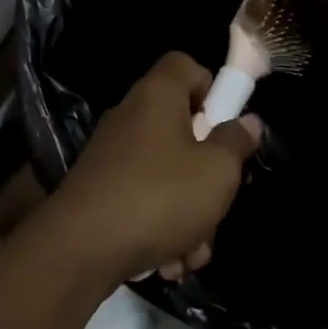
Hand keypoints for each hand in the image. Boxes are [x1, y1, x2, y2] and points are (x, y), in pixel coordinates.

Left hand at [49, 53, 262, 289]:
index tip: (226, 125)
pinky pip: (143, 200)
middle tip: (219, 201)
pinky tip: (168, 263)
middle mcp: (131, 117)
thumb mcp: (217, 171)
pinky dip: (159, 228)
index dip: (211, 88)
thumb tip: (247, 122)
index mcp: (158, 96)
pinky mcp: (99, 191)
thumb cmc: (160, 197)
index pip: (185, 65)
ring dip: (188, 215)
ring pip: (166, 175)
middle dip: (207, 173)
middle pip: (182, 129)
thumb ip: (236, 142)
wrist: (80, 250)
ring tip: (194, 253)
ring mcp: (112, 156)